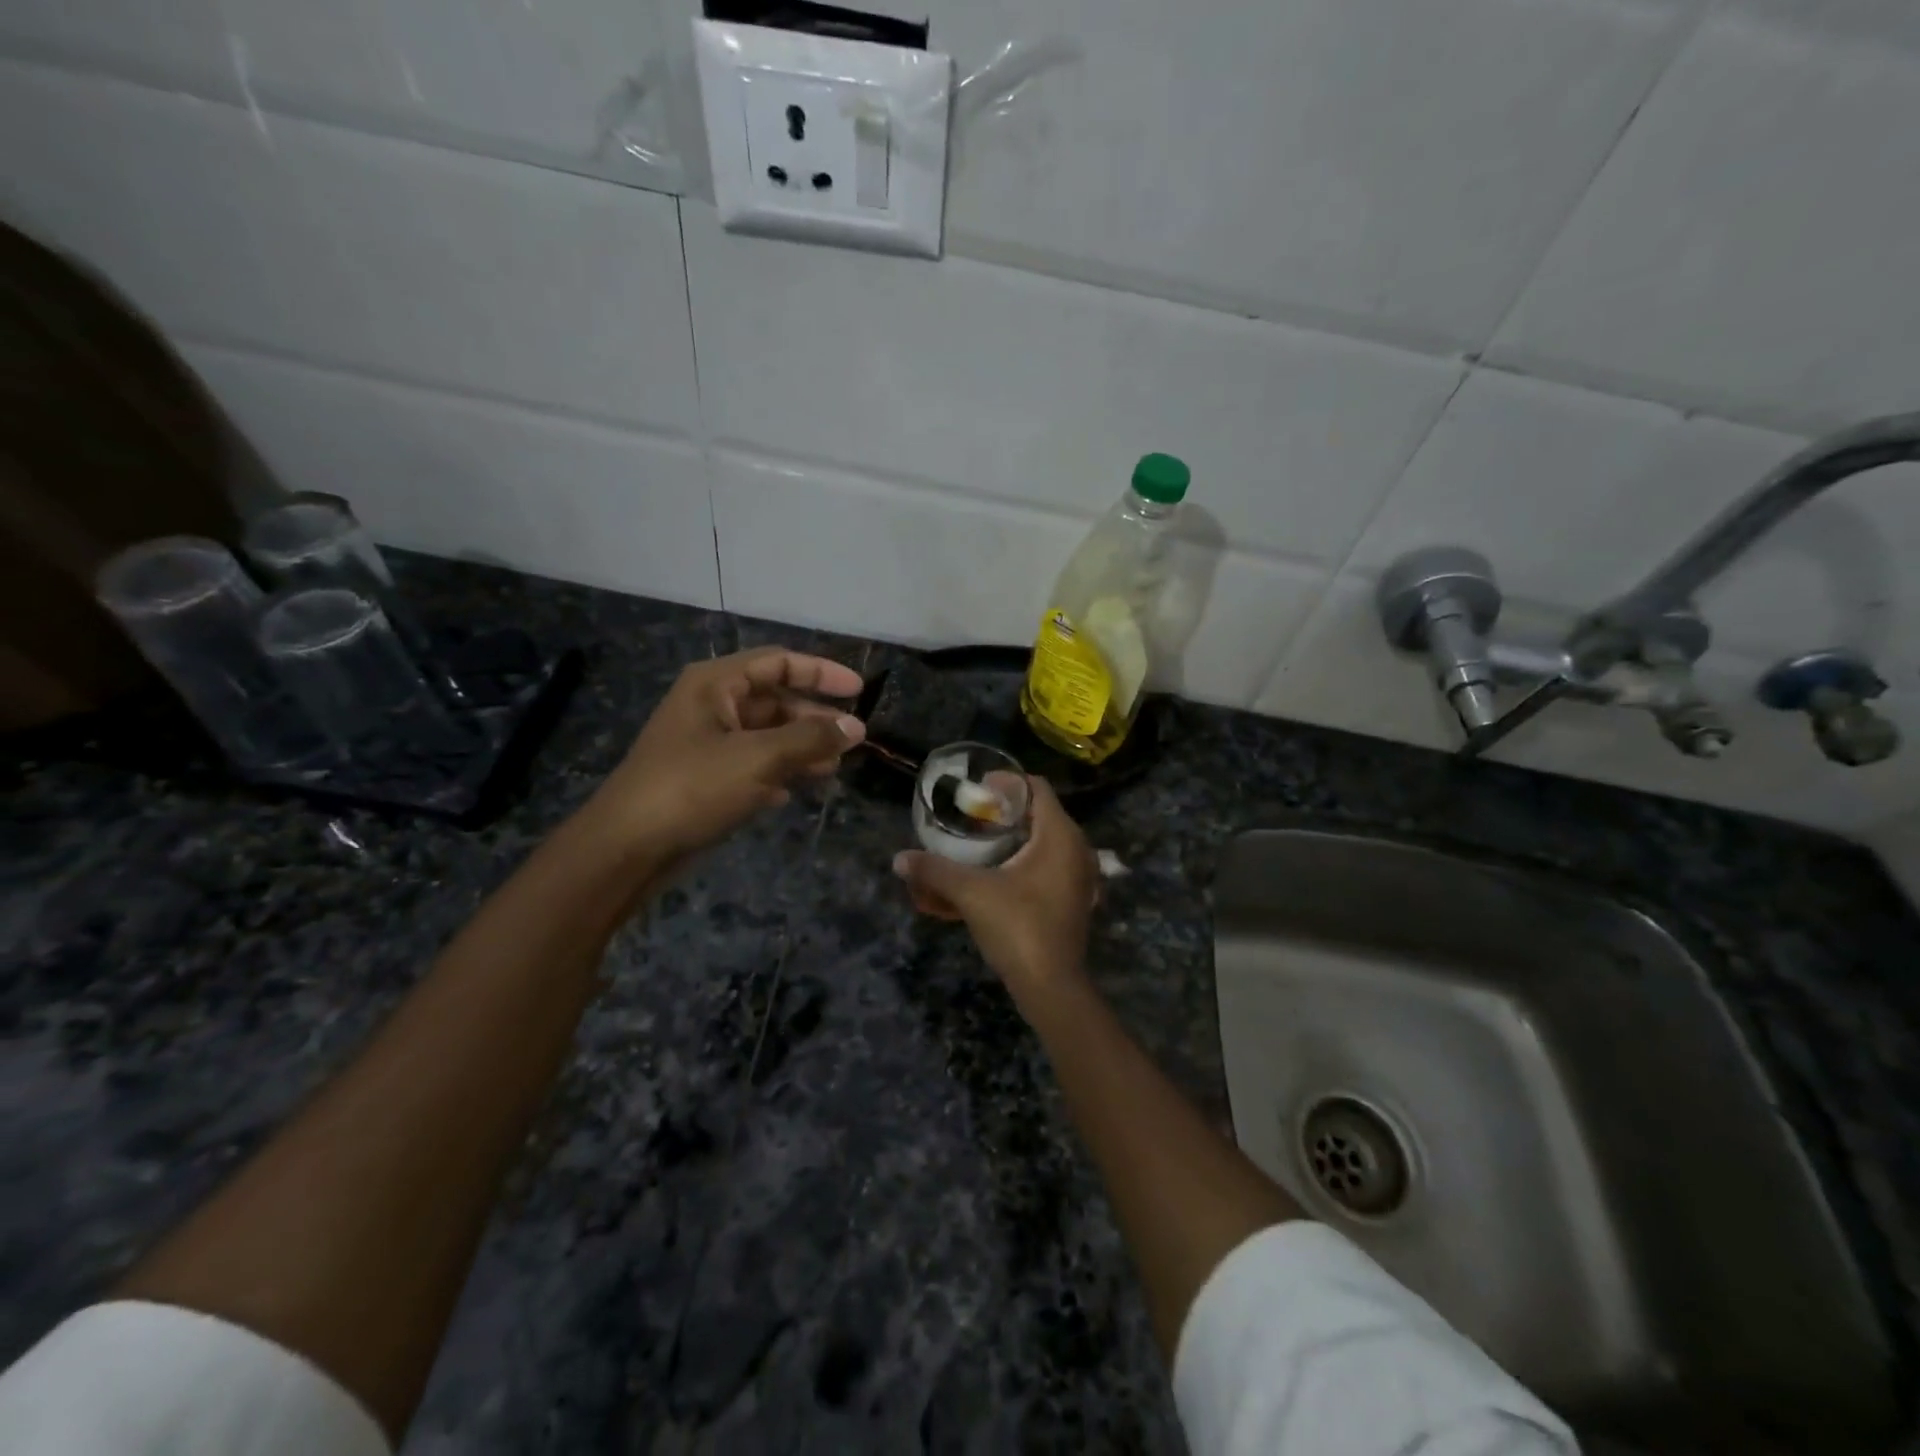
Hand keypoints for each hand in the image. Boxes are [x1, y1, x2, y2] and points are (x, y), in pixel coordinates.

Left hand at [587, 647, 864, 860]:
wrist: (628, 847)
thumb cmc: (693, 787)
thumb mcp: (758, 758)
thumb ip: (810, 739)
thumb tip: (856, 728)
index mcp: (715, 684)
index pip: (779, 662)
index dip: (821, 672)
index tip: (859, 691)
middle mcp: (710, 705)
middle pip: (774, 699)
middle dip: (814, 718)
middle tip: (852, 739)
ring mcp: (706, 743)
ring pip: (766, 735)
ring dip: (800, 748)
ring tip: (832, 768)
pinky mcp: (705, 777)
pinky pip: (752, 764)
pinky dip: (777, 772)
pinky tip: (793, 792)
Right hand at [893, 777, 1099, 1017]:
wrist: (1051, 986)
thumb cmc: (1017, 927)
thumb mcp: (971, 893)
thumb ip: (934, 871)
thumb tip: (899, 859)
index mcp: (1060, 835)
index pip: (1037, 787)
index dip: (1007, 783)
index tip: (977, 792)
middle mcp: (1078, 848)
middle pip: (1042, 812)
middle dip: (1008, 811)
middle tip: (975, 817)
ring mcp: (1081, 875)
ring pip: (1048, 840)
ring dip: (1018, 836)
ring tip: (984, 842)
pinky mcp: (1077, 897)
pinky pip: (1053, 863)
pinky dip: (1029, 860)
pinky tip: (1002, 872)